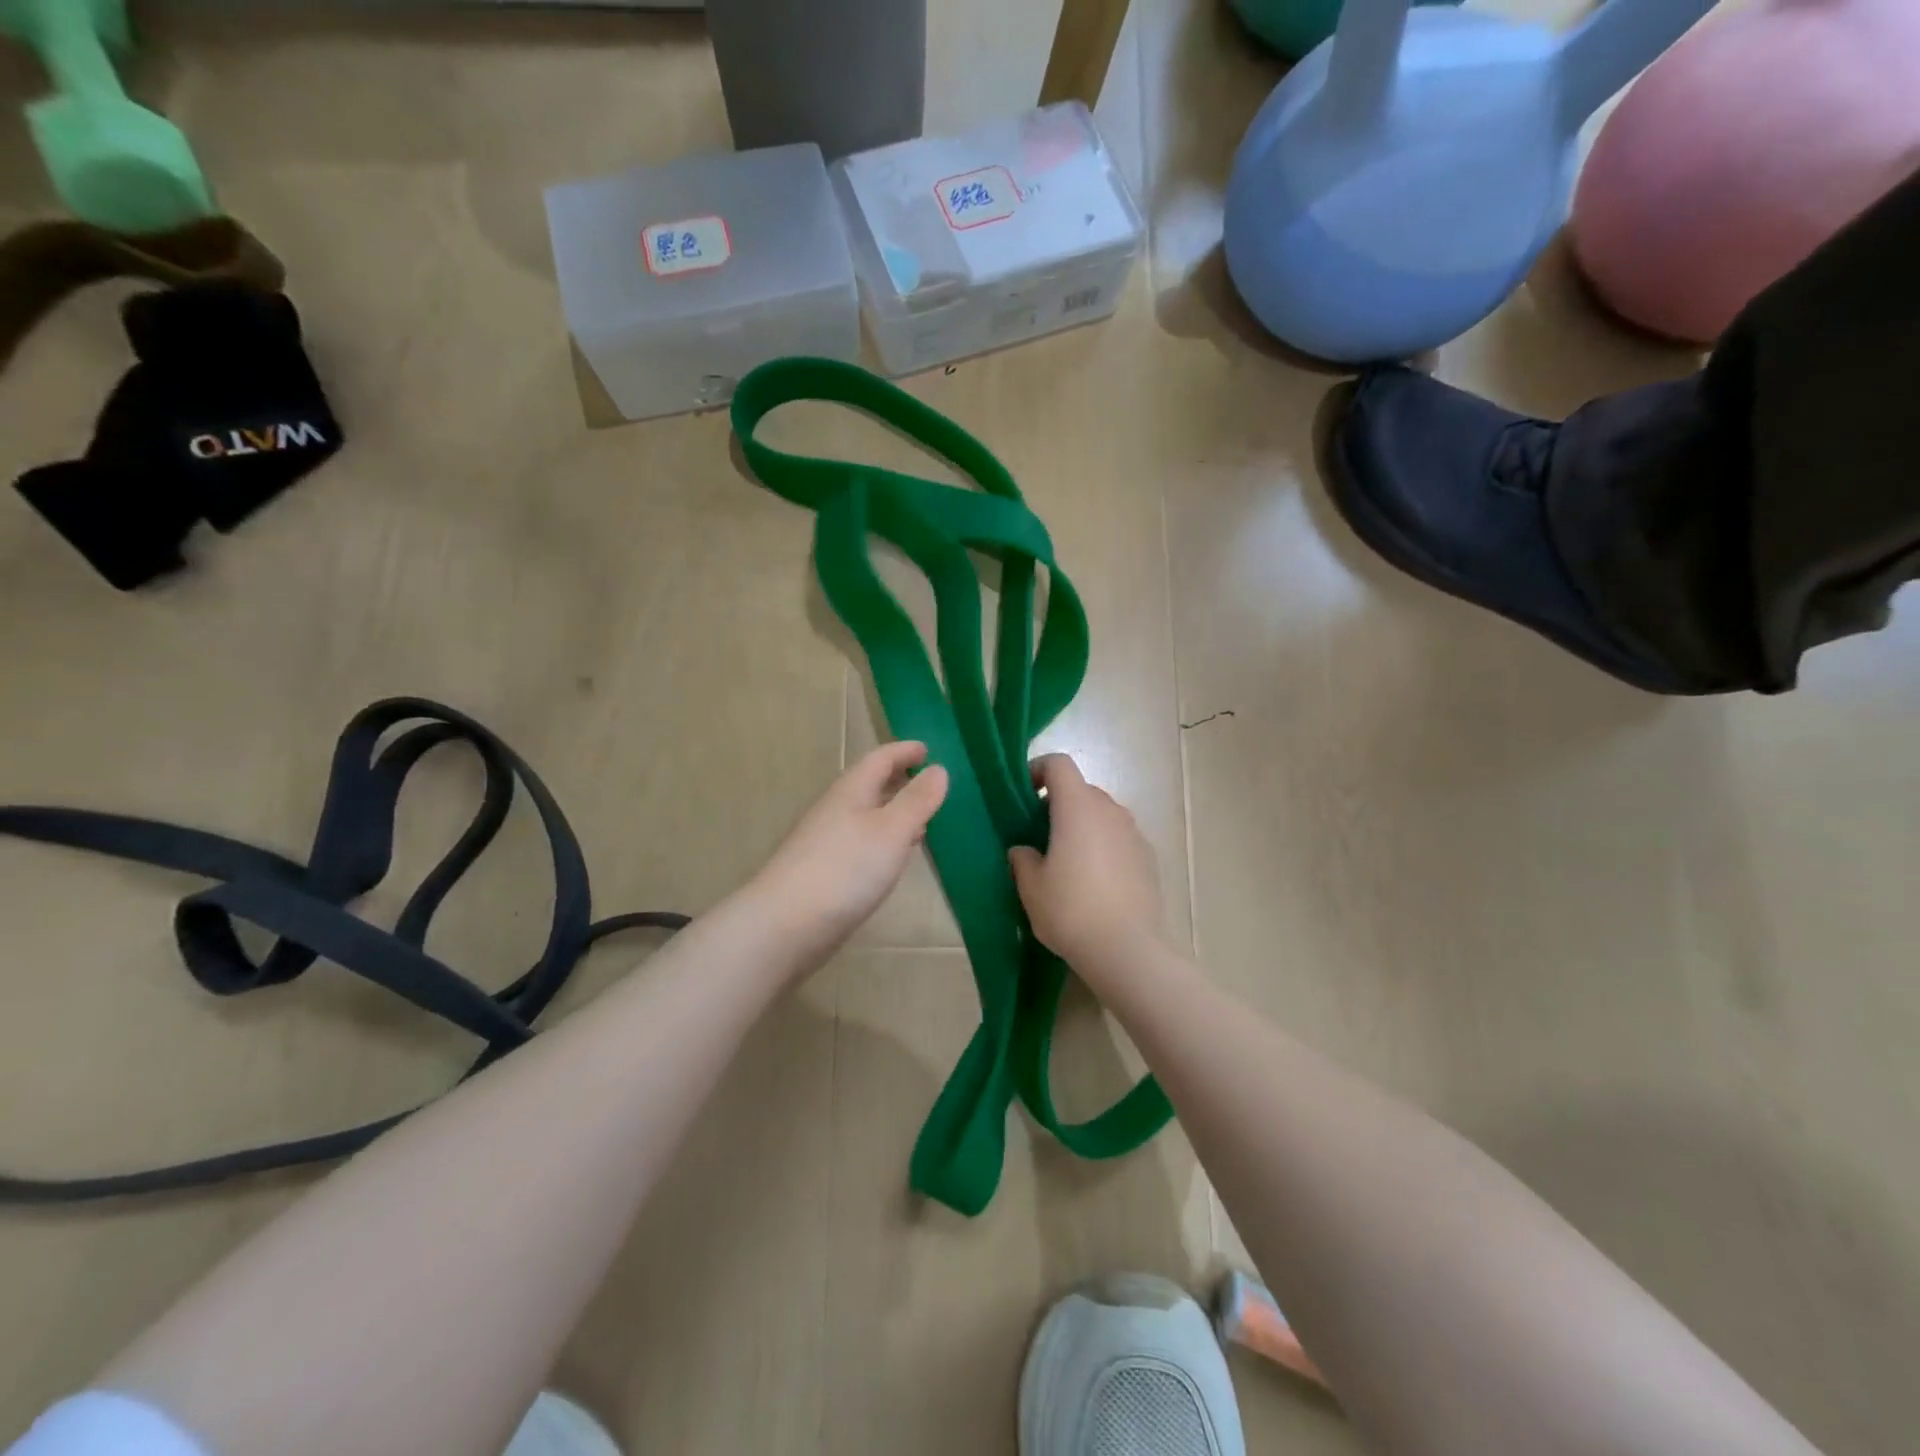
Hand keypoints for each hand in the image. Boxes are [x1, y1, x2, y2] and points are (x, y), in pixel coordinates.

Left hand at [746, 741, 948, 971]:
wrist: (785, 925)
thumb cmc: (845, 870)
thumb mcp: (891, 830)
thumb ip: (917, 800)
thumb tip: (939, 769)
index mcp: (851, 792)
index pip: (880, 759)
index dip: (904, 752)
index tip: (927, 749)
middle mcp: (835, 810)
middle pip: (869, 785)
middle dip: (899, 780)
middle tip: (928, 782)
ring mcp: (825, 841)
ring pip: (865, 815)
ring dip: (892, 811)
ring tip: (920, 819)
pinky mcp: (823, 871)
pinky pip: (859, 841)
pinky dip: (882, 839)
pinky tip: (891, 857)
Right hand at [1009, 754, 1172, 974]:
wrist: (1128, 949)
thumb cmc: (1071, 910)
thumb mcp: (1031, 887)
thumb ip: (1022, 858)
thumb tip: (1024, 849)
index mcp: (1077, 807)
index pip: (1059, 764)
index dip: (1037, 770)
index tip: (1023, 795)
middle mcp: (1109, 810)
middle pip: (1080, 789)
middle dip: (1057, 804)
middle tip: (1039, 836)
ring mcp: (1133, 832)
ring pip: (1101, 815)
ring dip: (1082, 826)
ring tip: (1067, 862)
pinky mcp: (1148, 856)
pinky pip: (1118, 838)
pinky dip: (1103, 846)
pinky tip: (1094, 882)